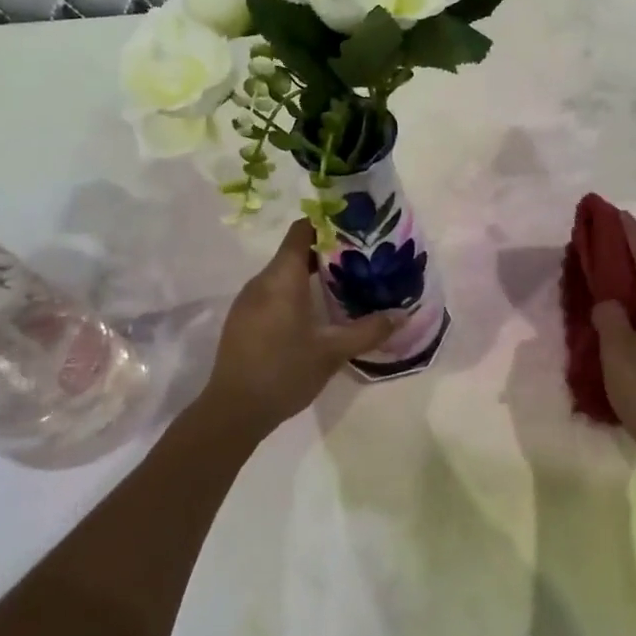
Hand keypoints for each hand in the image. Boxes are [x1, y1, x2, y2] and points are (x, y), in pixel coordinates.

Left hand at [197, 219, 397, 436]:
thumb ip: (368, 330)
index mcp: (281, 278)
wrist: (233, 411)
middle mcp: (262, 281)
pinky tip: (316, 313)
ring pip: (284, 273)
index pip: (302, 230)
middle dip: (328, 252)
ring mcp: (248, 301)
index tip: (356, 229)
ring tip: (346, 285)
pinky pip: (273, 292)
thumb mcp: (332, 352)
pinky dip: (296, 292)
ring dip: (312, 275)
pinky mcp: (244, 319)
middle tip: (362, 260)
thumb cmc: (284, 372)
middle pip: (295, 251)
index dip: (328, 224)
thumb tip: (402, 314)